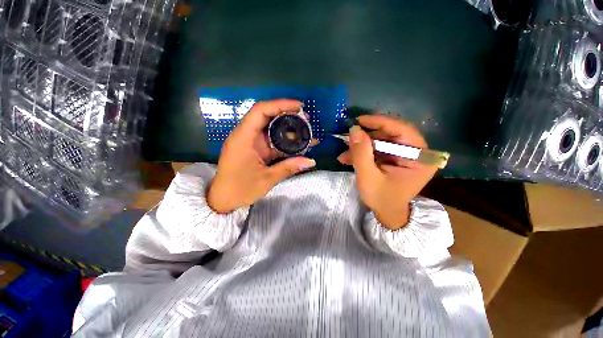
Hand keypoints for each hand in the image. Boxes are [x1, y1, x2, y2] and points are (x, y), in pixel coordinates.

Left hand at [207, 99, 316, 213]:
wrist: (223, 200)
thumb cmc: (241, 189)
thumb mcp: (267, 179)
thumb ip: (289, 167)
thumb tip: (311, 161)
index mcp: (244, 138)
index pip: (260, 111)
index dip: (280, 105)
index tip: (299, 106)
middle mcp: (246, 135)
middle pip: (267, 117)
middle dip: (287, 116)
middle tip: (306, 120)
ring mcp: (250, 142)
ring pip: (270, 129)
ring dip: (287, 129)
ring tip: (305, 132)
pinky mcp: (255, 149)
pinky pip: (271, 141)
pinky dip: (284, 141)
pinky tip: (297, 144)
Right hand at [338, 115, 437, 229]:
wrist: (387, 214)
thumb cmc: (381, 199)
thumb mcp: (368, 177)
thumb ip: (361, 153)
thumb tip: (354, 129)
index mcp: (420, 158)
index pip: (403, 131)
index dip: (380, 122)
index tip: (360, 120)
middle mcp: (417, 153)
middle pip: (391, 134)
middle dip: (368, 136)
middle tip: (349, 137)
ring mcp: (405, 155)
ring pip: (382, 140)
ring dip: (362, 145)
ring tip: (345, 153)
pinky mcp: (395, 157)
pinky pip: (378, 148)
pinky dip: (363, 151)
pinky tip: (348, 158)